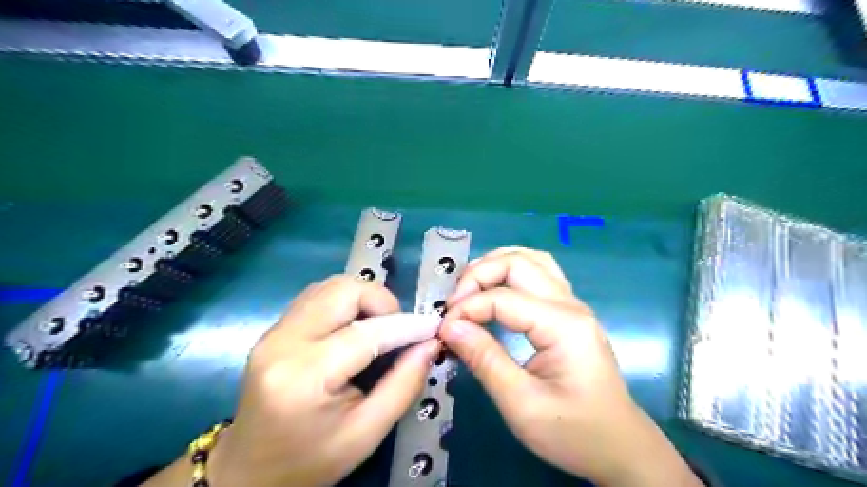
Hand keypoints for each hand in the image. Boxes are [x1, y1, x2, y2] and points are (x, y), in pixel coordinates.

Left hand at [207, 278, 439, 486]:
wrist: (249, 473)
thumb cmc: (310, 461)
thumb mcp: (366, 433)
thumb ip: (404, 385)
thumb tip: (430, 344)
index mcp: (304, 376)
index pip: (366, 333)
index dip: (407, 325)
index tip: (433, 326)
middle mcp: (283, 342)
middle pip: (344, 291)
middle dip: (381, 301)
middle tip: (399, 329)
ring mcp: (274, 332)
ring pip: (330, 286)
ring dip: (363, 298)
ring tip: (379, 327)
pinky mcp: (274, 329)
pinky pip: (317, 296)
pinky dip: (345, 301)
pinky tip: (354, 326)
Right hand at [438, 250, 699, 484]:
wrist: (619, 446)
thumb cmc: (572, 432)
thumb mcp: (521, 404)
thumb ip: (484, 360)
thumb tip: (449, 326)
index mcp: (563, 325)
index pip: (503, 298)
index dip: (467, 308)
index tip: (443, 330)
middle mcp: (570, 304)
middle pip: (518, 262)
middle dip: (478, 275)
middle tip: (454, 305)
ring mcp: (572, 304)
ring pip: (531, 259)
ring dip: (495, 266)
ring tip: (469, 289)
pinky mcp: (569, 312)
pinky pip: (538, 273)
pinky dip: (510, 273)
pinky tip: (494, 289)